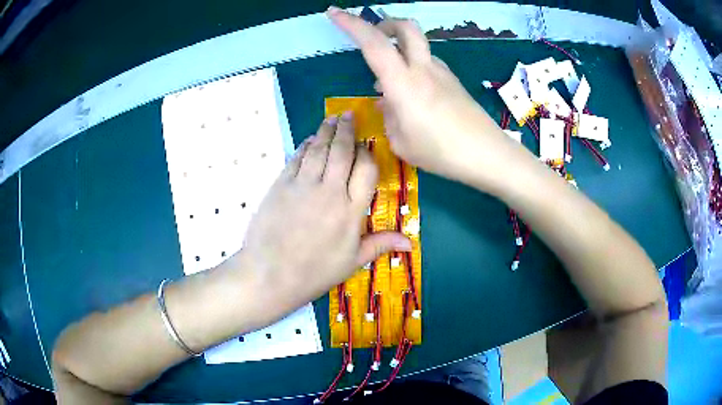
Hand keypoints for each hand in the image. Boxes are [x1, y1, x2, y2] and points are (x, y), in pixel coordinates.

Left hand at [242, 113, 410, 313]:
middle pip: (342, 151)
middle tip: (349, 115)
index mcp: (351, 210)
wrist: (270, 275)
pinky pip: (296, 158)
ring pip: (319, 149)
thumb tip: (410, 243)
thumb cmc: (314, 273)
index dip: (367, 154)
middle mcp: (329, 191)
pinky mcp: (281, 185)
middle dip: (347, 130)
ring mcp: (303, 185)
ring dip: (326, 131)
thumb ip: (380, 244)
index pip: (366, 170)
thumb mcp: (352, 262)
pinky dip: (305, 146)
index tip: (366, 146)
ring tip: (332, 118)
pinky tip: (310, 140)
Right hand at [327, 7, 524, 192]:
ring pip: (417, 46)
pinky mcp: (453, 81)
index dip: (351, 24)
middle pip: (406, 27)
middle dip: (385, 24)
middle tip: (374, 37)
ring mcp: (442, 72)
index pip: (373, 43)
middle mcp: (423, 68)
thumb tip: (387, 102)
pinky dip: (414, 68)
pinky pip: (428, 64)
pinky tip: (414, 96)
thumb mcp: (401, 142)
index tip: (334, 12)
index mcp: (403, 83)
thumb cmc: (441, 152)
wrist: (487, 154)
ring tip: (390, 85)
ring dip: (400, 51)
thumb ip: (389, 117)